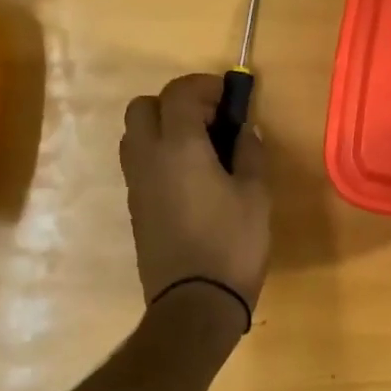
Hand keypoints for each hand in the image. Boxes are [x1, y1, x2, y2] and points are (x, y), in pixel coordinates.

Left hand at [120, 74, 272, 321]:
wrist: (194, 305)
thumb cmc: (232, 244)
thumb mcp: (256, 194)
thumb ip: (249, 153)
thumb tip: (244, 129)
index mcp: (179, 147)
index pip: (178, 93)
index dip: (204, 86)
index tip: (229, 98)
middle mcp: (148, 158)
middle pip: (143, 107)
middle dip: (175, 102)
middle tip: (209, 120)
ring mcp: (136, 185)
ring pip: (134, 135)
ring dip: (163, 128)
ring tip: (199, 148)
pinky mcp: (135, 208)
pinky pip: (139, 164)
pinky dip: (159, 155)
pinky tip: (190, 177)